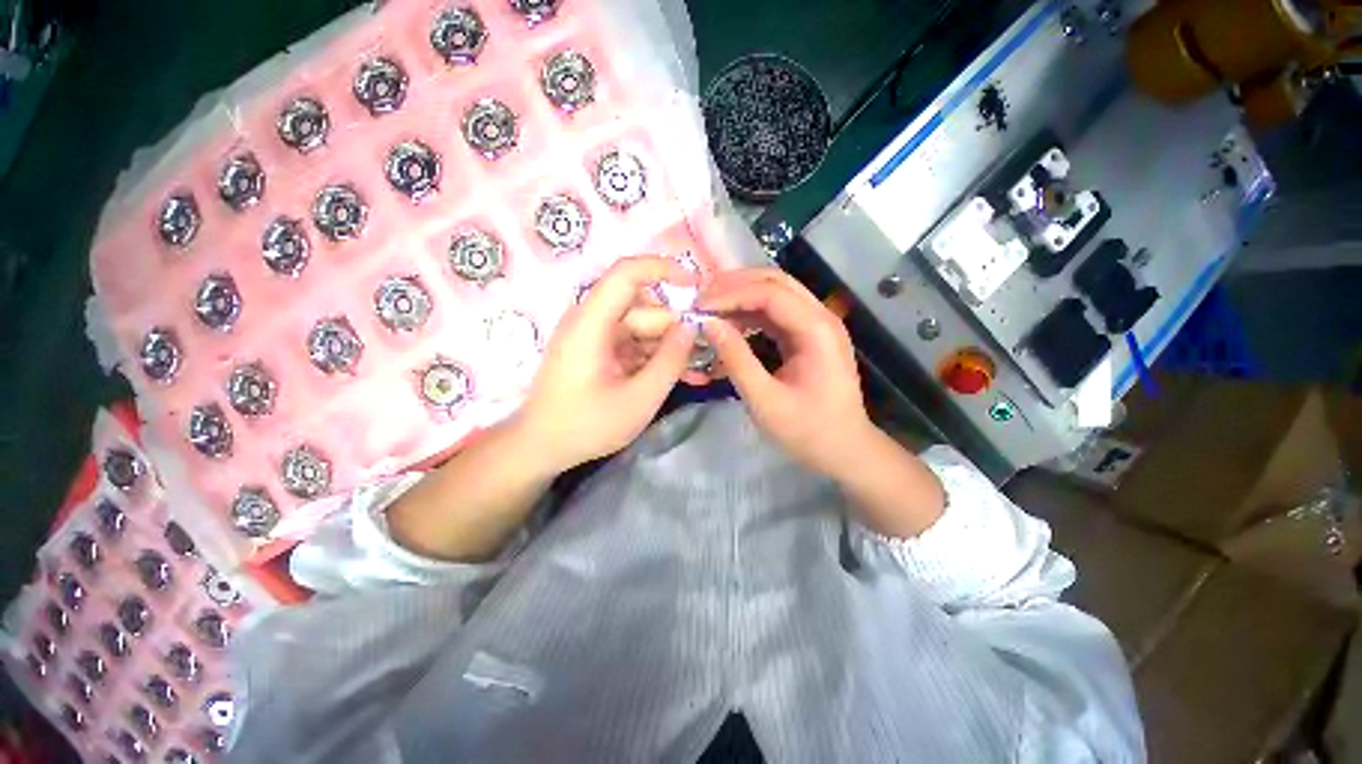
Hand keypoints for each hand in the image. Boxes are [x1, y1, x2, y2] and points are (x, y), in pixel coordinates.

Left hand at [515, 256, 697, 474]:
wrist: (541, 447)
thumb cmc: (586, 426)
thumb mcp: (639, 398)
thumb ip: (670, 360)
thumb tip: (691, 327)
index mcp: (591, 323)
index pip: (626, 273)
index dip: (663, 269)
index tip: (696, 285)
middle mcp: (590, 320)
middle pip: (641, 308)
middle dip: (673, 329)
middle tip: (700, 356)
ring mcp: (592, 335)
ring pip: (641, 326)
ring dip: (667, 346)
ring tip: (692, 374)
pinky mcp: (596, 350)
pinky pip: (632, 342)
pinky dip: (652, 356)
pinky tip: (674, 376)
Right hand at [698, 268, 875, 477]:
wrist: (845, 450)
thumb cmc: (807, 431)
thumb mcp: (765, 400)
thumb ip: (736, 359)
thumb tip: (708, 324)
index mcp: (816, 330)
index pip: (770, 293)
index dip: (730, 294)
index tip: (698, 307)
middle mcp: (821, 317)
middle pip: (776, 282)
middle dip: (735, 285)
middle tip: (702, 298)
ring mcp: (817, 325)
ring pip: (776, 293)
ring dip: (742, 296)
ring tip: (710, 307)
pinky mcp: (809, 336)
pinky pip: (777, 313)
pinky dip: (751, 313)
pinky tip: (730, 323)